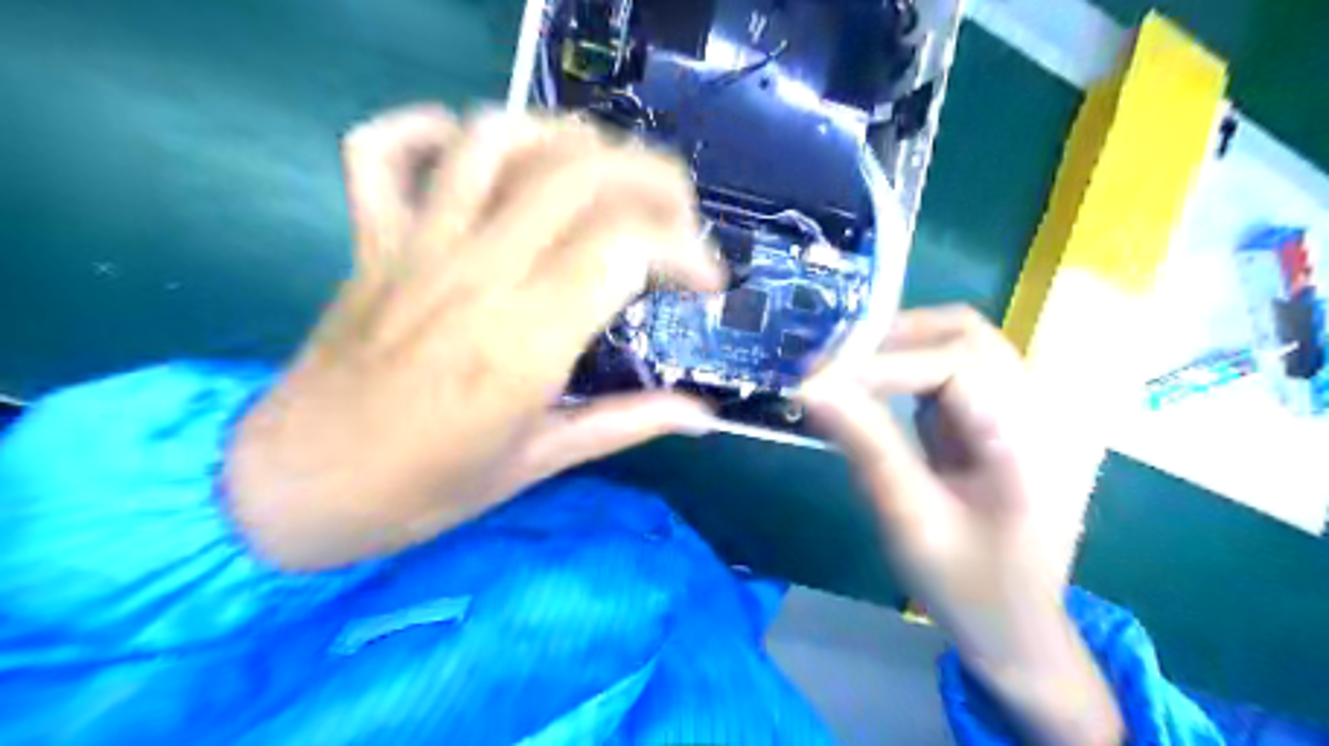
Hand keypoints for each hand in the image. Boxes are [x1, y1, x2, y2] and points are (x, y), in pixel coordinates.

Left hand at [227, 106, 724, 569]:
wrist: (297, 489)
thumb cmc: (426, 489)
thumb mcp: (541, 463)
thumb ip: (630, 423)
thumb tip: (705, 417)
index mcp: (525, 341)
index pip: (625, 246)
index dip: (685, 249)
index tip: (708, 282)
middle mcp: (476, 275)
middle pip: (578, 174)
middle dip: (651, 178)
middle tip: (677, 218)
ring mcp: (416, 247)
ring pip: (497, 141)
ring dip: (567, 139)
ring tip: (603, 175)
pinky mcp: (371, 241)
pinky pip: (384, 150)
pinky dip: (428, 128)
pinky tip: (475, 151)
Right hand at [799, 307, 1118, 745]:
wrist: (1019, 629)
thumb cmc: (970, 587)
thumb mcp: (912, 522)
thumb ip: (867, 447)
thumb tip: (812, 388)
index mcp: (1032, 440)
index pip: (956, 365)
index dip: (883, 363)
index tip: (818, 379)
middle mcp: (1041, 409)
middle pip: (966, 334)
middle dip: (893, 340)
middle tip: (830, 366)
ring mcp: (1027, 410)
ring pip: (960, 342)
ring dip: (899, 348)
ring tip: (844, 373)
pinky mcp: (1004, 417)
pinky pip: (954, 369)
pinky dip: (908, 368)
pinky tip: (872, 388)